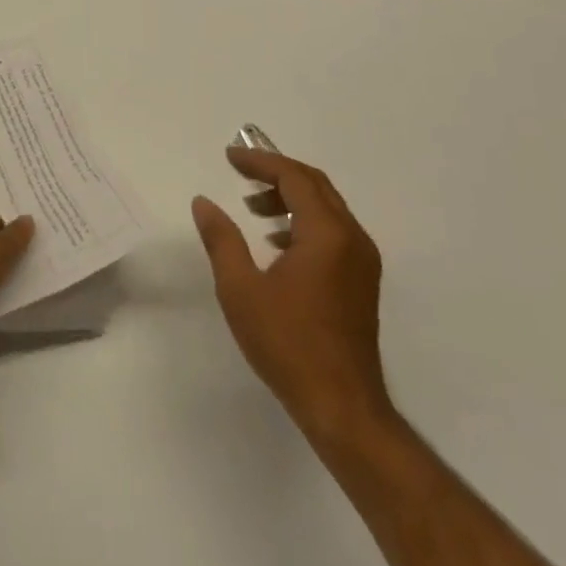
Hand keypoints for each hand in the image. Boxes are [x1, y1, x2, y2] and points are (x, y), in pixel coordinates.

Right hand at [192, 147, 394, 450]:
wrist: (342, 408)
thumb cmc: (288, 344)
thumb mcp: (241, 289)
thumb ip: (221, 239)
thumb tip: (203, 202)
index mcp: (326, 234)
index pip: (294, 176)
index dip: (260, 161)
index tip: (229, 157)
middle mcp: (352, 238)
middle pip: (314, 184)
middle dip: (276, 172)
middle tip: (240, 172)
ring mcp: (362, 261)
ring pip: (327, 207)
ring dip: (290, 197)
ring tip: (253, 208)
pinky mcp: (362, 281)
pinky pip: (334, 230)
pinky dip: (304, 220)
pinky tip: (277, 243)